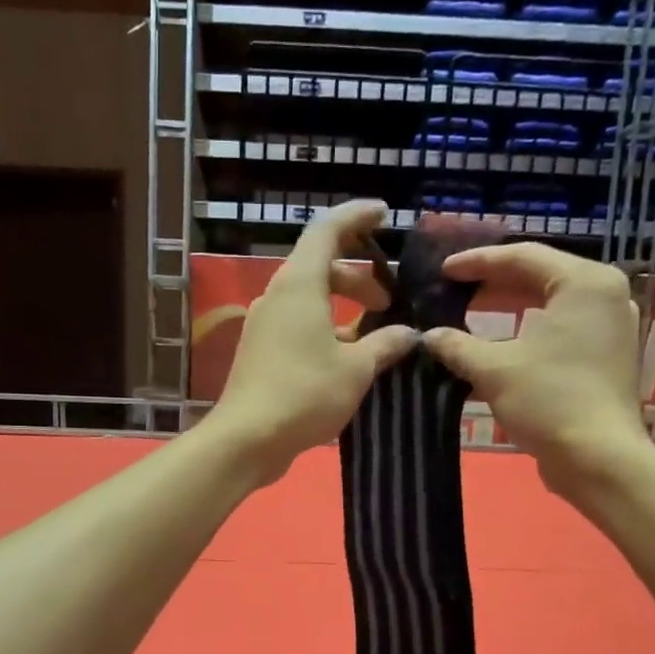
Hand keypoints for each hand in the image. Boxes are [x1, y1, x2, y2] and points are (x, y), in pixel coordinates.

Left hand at [207, 199, 419, 480]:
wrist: (246, 438)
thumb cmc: (304, 394)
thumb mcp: (356, 370)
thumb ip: (385, 345)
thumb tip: (408, 334)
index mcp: (300, 285)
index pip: (327, 230)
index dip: (356, 217)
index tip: (383, 214)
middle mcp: (277, 296)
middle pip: (319, 267)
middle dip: (358, 277)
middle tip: (388, 302)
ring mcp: (263, 325)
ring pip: (308, 300)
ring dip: (341, 309)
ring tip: (372, 337)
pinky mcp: (259, 352)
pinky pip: (296, 326)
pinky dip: (323, 330)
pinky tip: (344, 361)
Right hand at [421, 243, 653, 490]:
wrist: (597, 458)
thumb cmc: (549, 401)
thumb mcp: (493, 369)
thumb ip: (457, 346)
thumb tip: (428, 336)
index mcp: (584, 282)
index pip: (523, 256)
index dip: (477, 262)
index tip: (443, 271)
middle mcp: (605, 294)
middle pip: (540, 276)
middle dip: (494, 283)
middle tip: (455, 288)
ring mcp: (610, 326)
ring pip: (550, 304)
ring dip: (509, 309)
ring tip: (471, 312)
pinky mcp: (607, 354)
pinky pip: (561, 329)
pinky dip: (528, 332)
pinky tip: (498, 345)